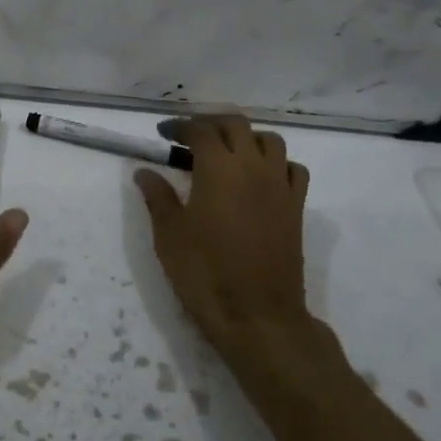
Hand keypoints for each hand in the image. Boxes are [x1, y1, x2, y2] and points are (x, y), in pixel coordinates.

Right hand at [134, 116, 322, 356]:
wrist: (257, 316)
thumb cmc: (205, 274)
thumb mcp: (169, 235)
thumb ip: (158, 197)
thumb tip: (145, 171)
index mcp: (219, 169)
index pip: (201, 131)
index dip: (180, 126)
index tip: (163, 133)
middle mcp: (254, 167)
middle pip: (237, 125)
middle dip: (211, 124)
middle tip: (189, 137)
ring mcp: (280, 186)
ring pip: (270, 141)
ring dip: (246, 137)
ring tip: (226, 152)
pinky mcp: (296, 208)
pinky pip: (292, 169)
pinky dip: (276, 162)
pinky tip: (260, 177)